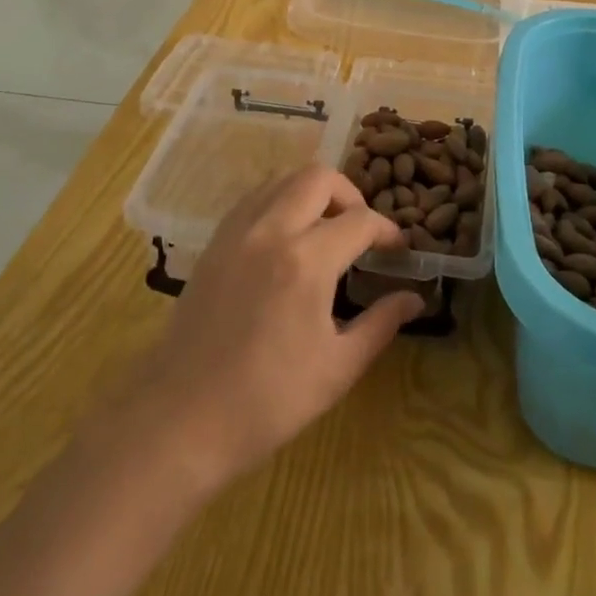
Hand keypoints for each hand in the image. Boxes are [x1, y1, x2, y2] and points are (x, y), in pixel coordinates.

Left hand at [134, 166, 423, 488]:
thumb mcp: (338, 367)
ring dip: (312, 192)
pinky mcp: (214, 243)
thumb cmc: (267, 401)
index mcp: (306, 261)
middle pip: (319, 177)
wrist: (181, 419)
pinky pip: (254, 198)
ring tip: (325, 229)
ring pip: (282, 179)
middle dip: (350, 195)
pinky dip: (279, 201)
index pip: (360, 221)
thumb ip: (381, 324)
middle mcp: (271, 231)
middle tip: (360, 231)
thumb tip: (414, 299)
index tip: (397, 249)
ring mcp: (236, 232)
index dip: (387, 230)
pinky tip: (287, 239)